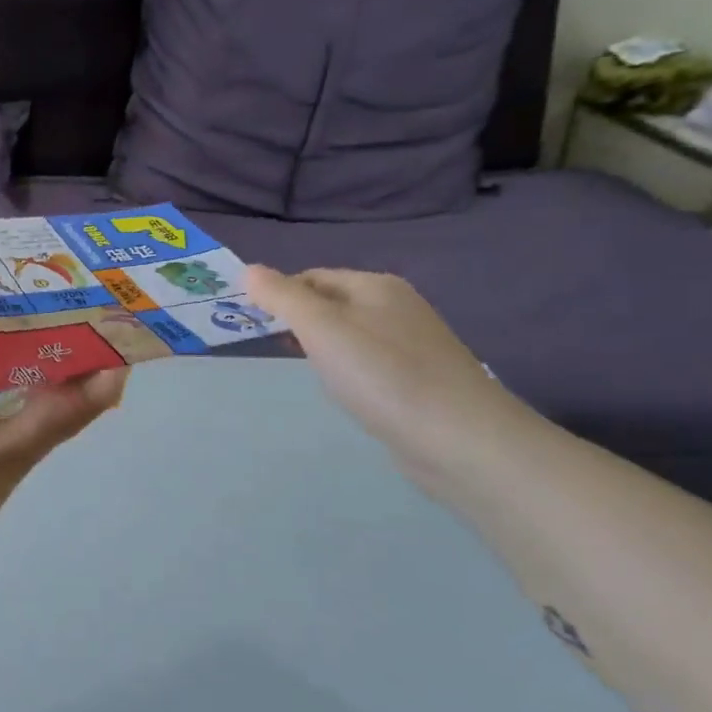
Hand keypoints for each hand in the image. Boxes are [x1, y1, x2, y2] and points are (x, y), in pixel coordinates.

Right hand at [246, 265, 534, 481]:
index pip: (312, 277)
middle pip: (332, 304)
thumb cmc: (383, 376)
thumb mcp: (322, 329)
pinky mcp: (421, 381)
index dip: (281, 295)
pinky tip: (347, 394)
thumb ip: (283, 297)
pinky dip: (349, 372)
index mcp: (376, 286)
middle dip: (300, 322)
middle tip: (272, 348)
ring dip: (323, 348)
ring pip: (351, 335)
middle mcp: (398, 307)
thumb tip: (249, 270)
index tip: (256, 325)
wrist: (462, 442)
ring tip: (308, 373)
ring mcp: (414, 345)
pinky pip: (370, 364)